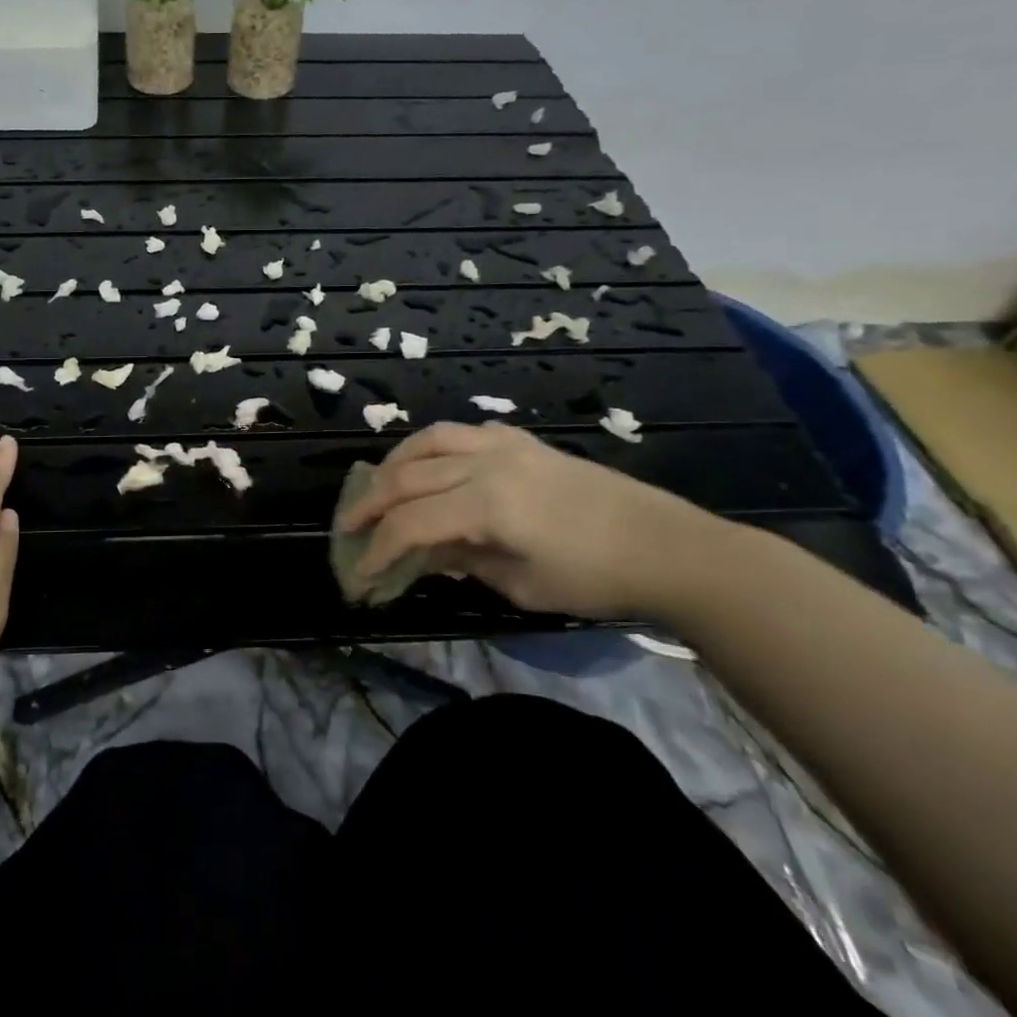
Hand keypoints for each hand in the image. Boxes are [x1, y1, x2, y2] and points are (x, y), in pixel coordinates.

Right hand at [336, 421, 742, 621]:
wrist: (668, 547)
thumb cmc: (595, 579)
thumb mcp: (521, 585)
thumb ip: (461, 562)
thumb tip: (420, 554)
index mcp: (487, 505)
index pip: (411, 523)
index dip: (378, 549)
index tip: (361, 576)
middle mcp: (487, 463)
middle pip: (407, 476)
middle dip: (370, 503)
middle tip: (348, 526)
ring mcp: (505, 444)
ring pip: (428, 440)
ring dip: (394, 463)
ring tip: (378, 486)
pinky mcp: (522, 440)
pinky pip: (463, 432)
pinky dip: (434, 447)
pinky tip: (431, 465)